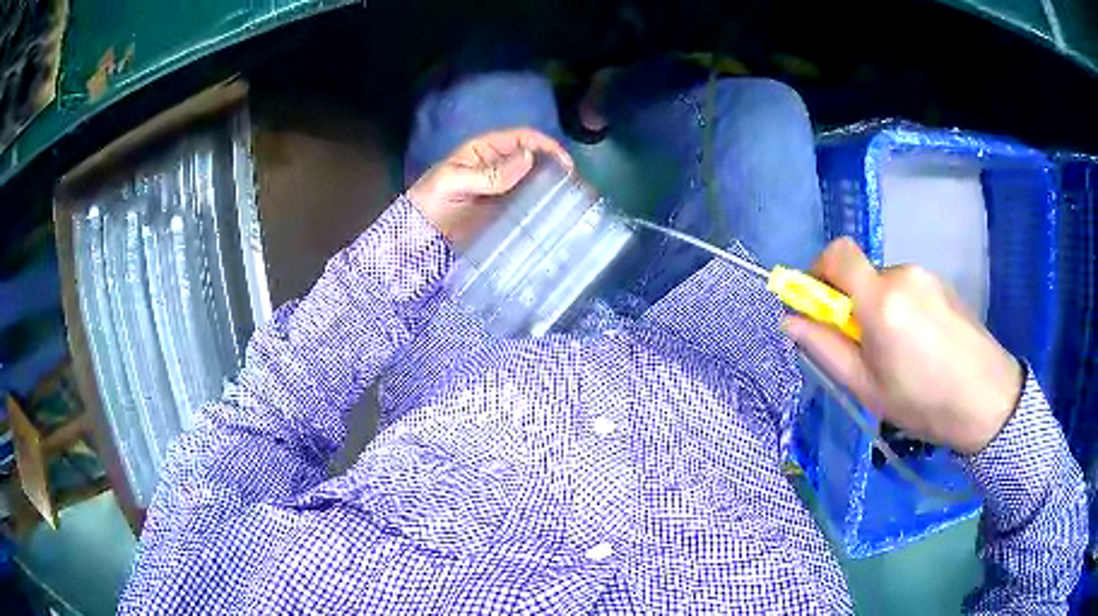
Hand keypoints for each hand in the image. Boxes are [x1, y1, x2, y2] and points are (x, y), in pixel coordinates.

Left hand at [407, 128, 571, 246]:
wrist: (417, 237)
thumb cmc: (430, 201)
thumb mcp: (454, 182)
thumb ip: (489, 173)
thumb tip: (529, 158)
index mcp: (485, 150)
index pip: (522, 138)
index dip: (545, 146)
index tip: (564, 163)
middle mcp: (498, 166)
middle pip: (533, 159)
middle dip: (554, 168)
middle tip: (573, 186)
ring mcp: (503, 190)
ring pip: (533, 182)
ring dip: (551, 188)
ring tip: (570, 202)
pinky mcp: (504, 212)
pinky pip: (526, 205)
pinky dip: (541, 208)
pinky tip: (554, 216)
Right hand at [783, 238, 1023, 454]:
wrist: (986, 399)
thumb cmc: (922, 402)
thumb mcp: (867, 388)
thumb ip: (826, 350)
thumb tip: (790, 320)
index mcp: (881, 300)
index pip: (837, 254)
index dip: (818, 271)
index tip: (818, 306)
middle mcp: (902, 274)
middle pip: (861, 274)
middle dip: (853, 304)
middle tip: (867, 350)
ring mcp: (926, 276)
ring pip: (885, 283)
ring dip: (879, 309)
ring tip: (900, 353)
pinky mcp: (942, 283)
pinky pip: (908, 288)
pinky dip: (902, 309)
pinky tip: (921, 345)